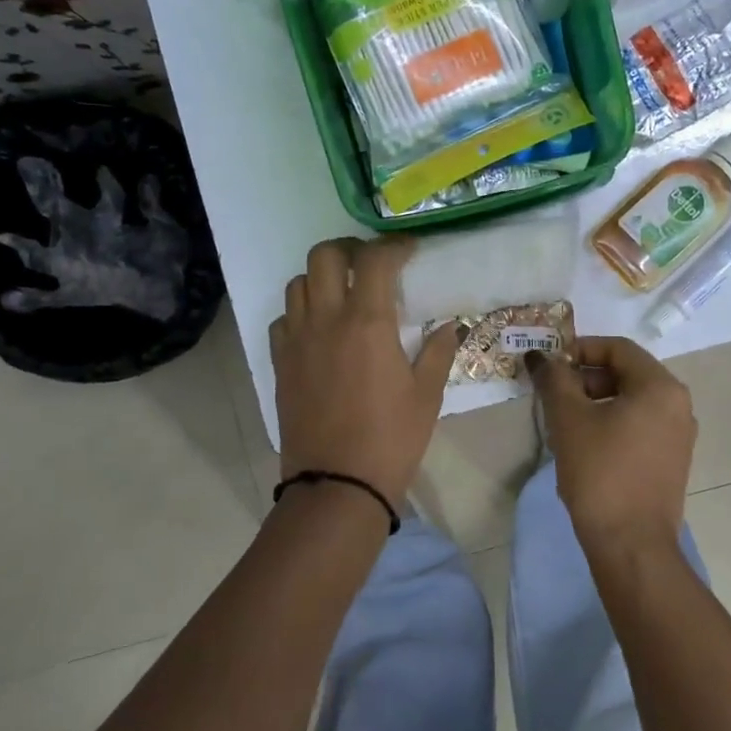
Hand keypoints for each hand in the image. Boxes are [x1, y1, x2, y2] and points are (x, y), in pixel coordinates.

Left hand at [270, 237, 460, 503]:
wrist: (336, 485)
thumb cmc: (391, 439)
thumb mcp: (426, 395)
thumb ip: (438, 352)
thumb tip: (450, 325)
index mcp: (367, 323)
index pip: (375, 260)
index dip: (393, 246)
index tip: (409, 250)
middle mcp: (326, 320)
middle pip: (324, 256)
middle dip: (349, 249)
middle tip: (370, 264)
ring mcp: (297, 340)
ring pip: (298, 284)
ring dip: (322, 278)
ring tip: (344, 294)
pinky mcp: (280, 363)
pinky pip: (283, 319)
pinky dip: (300, 312)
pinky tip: (319, 330)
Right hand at [527, 336, 696, 548]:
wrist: (631, 544)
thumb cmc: (600, 473)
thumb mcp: (569, 419)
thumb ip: (554, 379)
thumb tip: (540, 357)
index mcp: (661, 387)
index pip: (618, 348)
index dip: (579, 349)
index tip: (550, 366)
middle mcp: (678, 405)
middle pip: (626, 373)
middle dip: (585, 378)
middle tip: (553, 396)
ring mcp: (678, 435)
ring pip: (631, 401)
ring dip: (595, 402)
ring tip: (564, 423)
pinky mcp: (671, 461)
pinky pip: (639, 426)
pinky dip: (611, 424)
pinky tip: (585, 446)